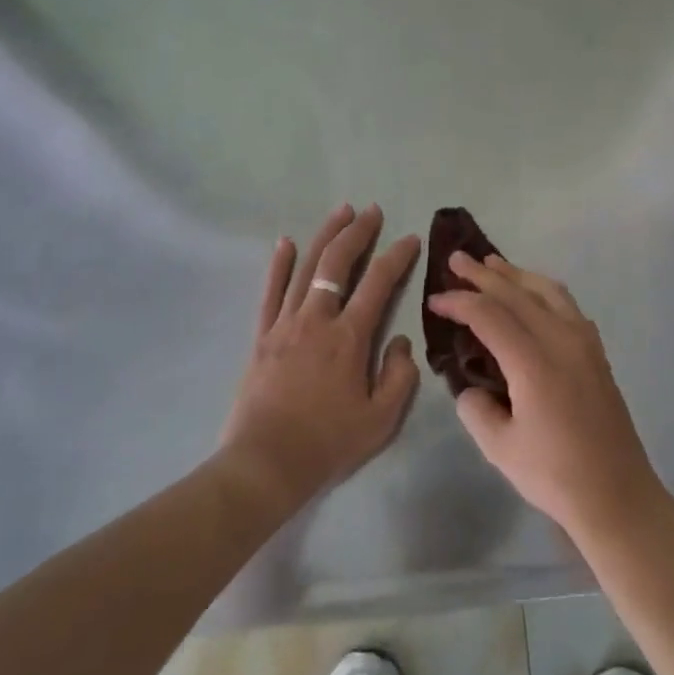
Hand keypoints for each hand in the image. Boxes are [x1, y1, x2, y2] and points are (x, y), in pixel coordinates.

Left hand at [219, 204, 420, 515]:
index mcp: (349, 337)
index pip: (379, 283)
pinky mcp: (262, 335)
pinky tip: (286, 242)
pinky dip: (279, 264)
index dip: (397, 256)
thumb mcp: (381, 419)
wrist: (266, 463)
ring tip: (341, 211)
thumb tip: (400, 340)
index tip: (410, 238)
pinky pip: (271, 291)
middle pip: (338, 263)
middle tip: (372, 211)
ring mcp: (286, 324)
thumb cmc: (328, 443)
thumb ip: (399, 376)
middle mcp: (317, 319)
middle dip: (358, 232)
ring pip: (306, 268)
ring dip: (325, 236)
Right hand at [429, 253, 664, 544]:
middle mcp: (561, 340)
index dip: (459, 302)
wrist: (618, 495)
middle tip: (457, 259)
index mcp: (534, 362)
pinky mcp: (597, 352)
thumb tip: (470, 389)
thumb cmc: (556, 475)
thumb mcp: (500, 448)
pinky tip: (533, 296)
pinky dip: (543, 290)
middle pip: (518, 293)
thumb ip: (475, 409)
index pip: (489, 315)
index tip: (435, 300)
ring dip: (517, 275)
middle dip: (484, 275)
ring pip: (547, 291)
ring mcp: (584, 343)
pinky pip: (567, 305)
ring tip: (492, 264)